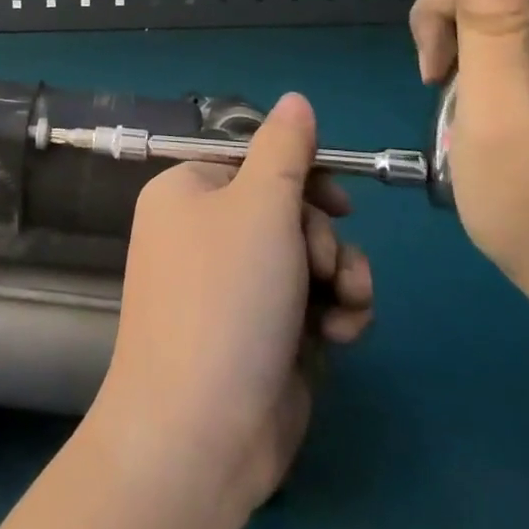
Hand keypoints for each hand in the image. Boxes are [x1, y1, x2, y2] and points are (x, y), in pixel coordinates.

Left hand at [88, 94, 373, 516]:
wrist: (201, 430)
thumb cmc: (226, 298)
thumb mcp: (260, 206)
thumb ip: (285, 149)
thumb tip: (296, 98)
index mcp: (186, 192)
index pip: (254, 161)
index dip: (303, 176)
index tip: (340, 200)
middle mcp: (202, 234)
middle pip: (286, 209)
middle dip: (323, 237)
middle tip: (324, 266)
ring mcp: (230, 288)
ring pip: (307, 257)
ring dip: (340, 276)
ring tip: (342, 305)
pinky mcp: (259, 334)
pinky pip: (308, 302)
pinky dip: (332, 313)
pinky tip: (338, 336)